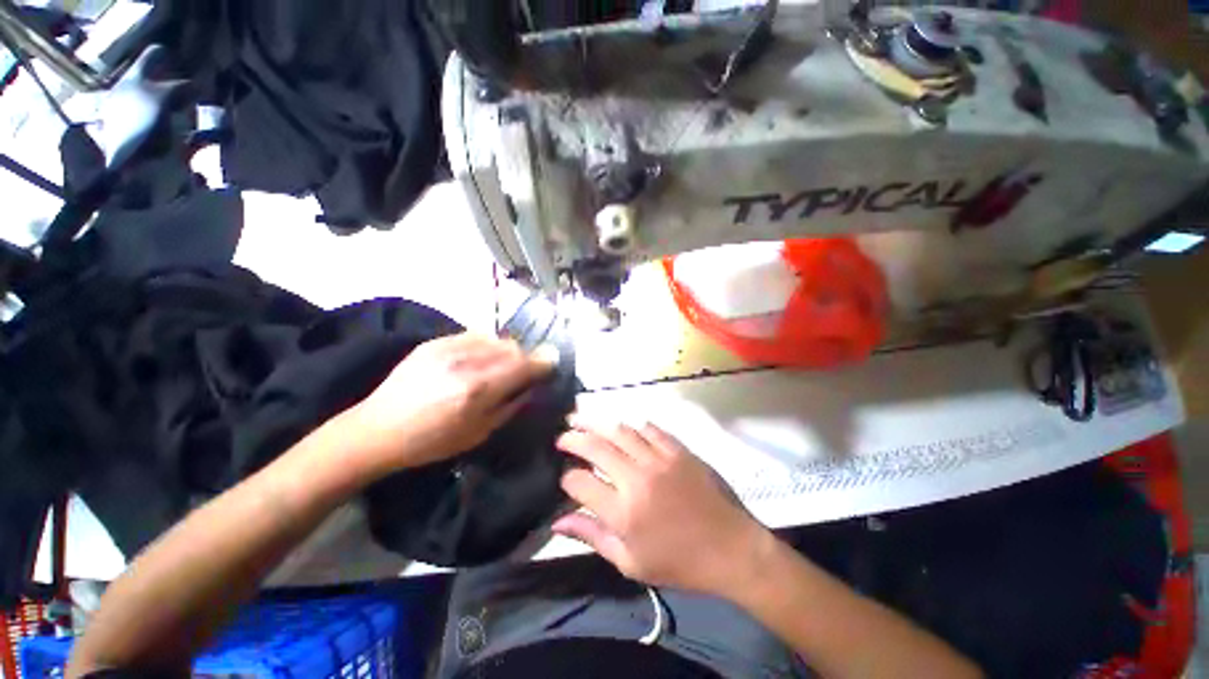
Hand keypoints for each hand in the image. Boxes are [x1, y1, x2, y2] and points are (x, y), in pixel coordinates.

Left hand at [347, 333, 556, 474]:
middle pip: (513, 347)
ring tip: (498, 365)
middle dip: (524, 357)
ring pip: (496, 337)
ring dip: (506, 350)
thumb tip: (532, 385)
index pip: (524, 364)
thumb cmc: (432, 442)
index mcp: (479, 389)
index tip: (552, 362)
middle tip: (522, 371)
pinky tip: (478, 358)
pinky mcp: (434, 342)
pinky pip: (474, 334)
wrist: (378, 430)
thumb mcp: (479, 433)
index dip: (543, 362)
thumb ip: (511, 405)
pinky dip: (486, 344)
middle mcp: (466, 362)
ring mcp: (448, 348)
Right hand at [553, 417, 770, 595]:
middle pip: (595, 447)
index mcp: (623, 512)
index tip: (567, 479)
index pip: (580, 483)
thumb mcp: (630, 562)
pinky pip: (650, 429)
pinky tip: (624, 427)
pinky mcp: (678, 450)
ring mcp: (660, 459)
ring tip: (582, 418)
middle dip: (573, 438)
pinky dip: (633, 426)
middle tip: (563, 434)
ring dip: (597, 422)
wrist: (730, 549)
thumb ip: (592, 537)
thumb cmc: (679, 563)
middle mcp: (637, 478)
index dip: (568, 478)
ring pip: (620, 431)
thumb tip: (557, 522)